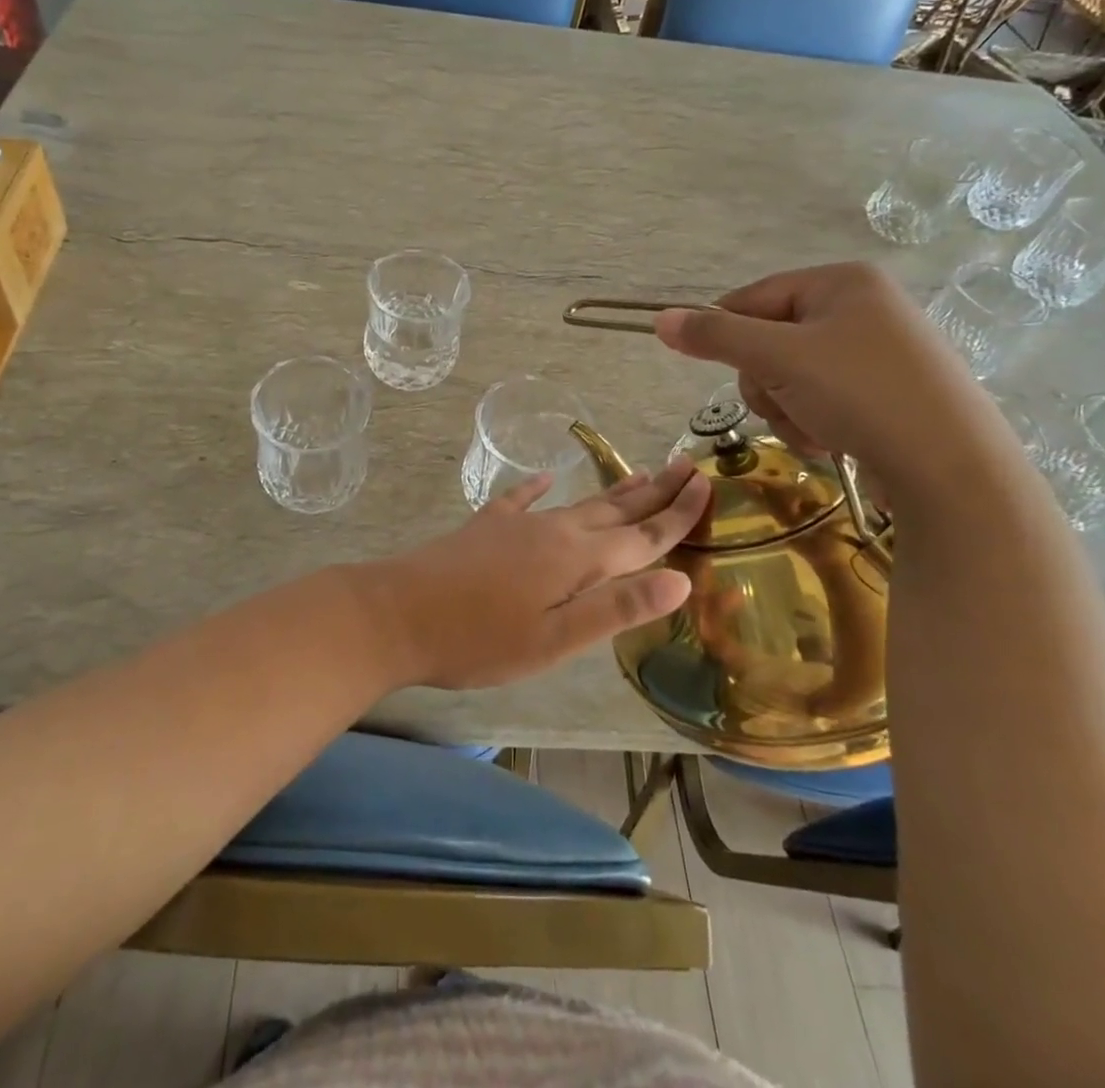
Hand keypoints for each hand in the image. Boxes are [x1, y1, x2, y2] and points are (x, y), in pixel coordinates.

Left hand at [363, 459, 709, 689]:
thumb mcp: (555, 639)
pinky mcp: (486, 527)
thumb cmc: (479, 640)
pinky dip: (538, 488)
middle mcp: (554, 531)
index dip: (678, 513)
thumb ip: (616, 608)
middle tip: (686, 465)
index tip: (708, 484)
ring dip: (612, 491)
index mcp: (577, 559)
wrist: (397, 614)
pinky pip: (521, 499)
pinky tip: (544, 478)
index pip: (643, 535)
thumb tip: (680, 579)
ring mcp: (516, 524)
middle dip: (655, 491)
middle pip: (615, 509)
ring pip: (577, 503)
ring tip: (639, 474)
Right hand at [653, 262, 1018, 497]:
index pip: (752, 297)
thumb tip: (660, 319)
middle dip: (766, 382)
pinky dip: (815, 421)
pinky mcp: (889, 392)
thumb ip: (716, 337)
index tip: (715, 368)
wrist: (952, 467)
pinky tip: (834, 440)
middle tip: (783, 403)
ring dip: (787, 408)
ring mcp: (880, 352)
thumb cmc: (861, 394)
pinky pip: (823, 397)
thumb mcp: (778, 358)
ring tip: (815, 429)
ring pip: (792, 376)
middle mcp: (864, 307)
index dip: (726, 333)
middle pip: (771, 340)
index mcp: (842, 282)